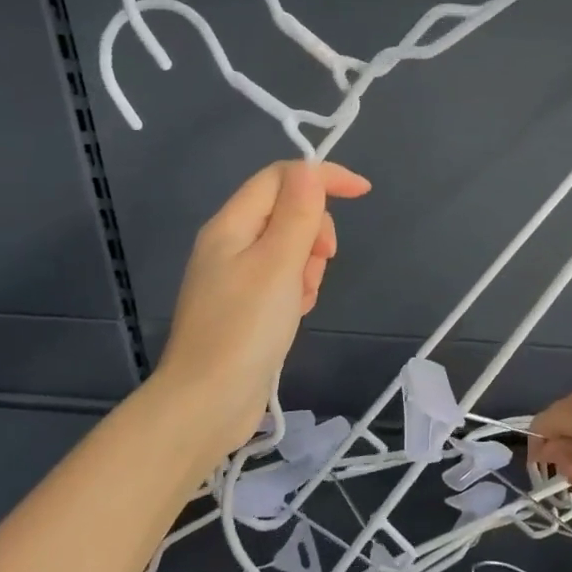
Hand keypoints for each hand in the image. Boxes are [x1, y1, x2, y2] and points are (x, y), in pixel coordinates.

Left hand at [149, 160, 370, 463]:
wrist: (207, 403)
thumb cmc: (244, 329)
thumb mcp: (278, 264)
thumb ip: (298, 213)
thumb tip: (311, 168)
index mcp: (231, 225)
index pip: (281, 177)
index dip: (322, 177)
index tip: (363, 192)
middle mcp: (230, 244)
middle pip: (286, 211)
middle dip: (314, 231)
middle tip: (318, 264)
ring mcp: (236, 277)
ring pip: (289, 248)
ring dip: (308, 265)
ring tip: (302, 298)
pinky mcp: (245, 306)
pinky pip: (283, 279)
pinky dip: (297, 289)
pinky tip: (295, 315)